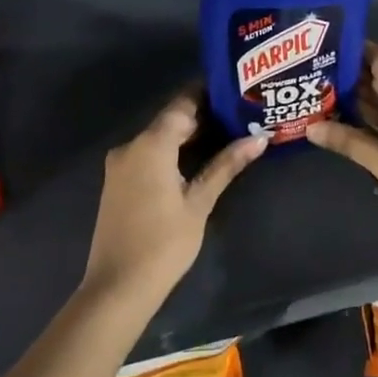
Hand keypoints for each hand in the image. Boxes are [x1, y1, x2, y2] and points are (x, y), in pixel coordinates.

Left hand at [86, 89, 265, 301]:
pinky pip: (148, 154)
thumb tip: (259, 138)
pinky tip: (198, 157)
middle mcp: (130, 146)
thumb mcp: (200, 202)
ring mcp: (120, 165)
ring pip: (159, 137)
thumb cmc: (164, 243)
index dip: (208, 94)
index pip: (182, 105)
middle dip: (203, 115)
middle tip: (240, 113)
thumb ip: (226, 165)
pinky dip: (172, 150)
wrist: (118, 287)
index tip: (236, 89)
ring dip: (188, 134)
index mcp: (150, 145)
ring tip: (228, 133)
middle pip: (170, 120)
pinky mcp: (118, 182)